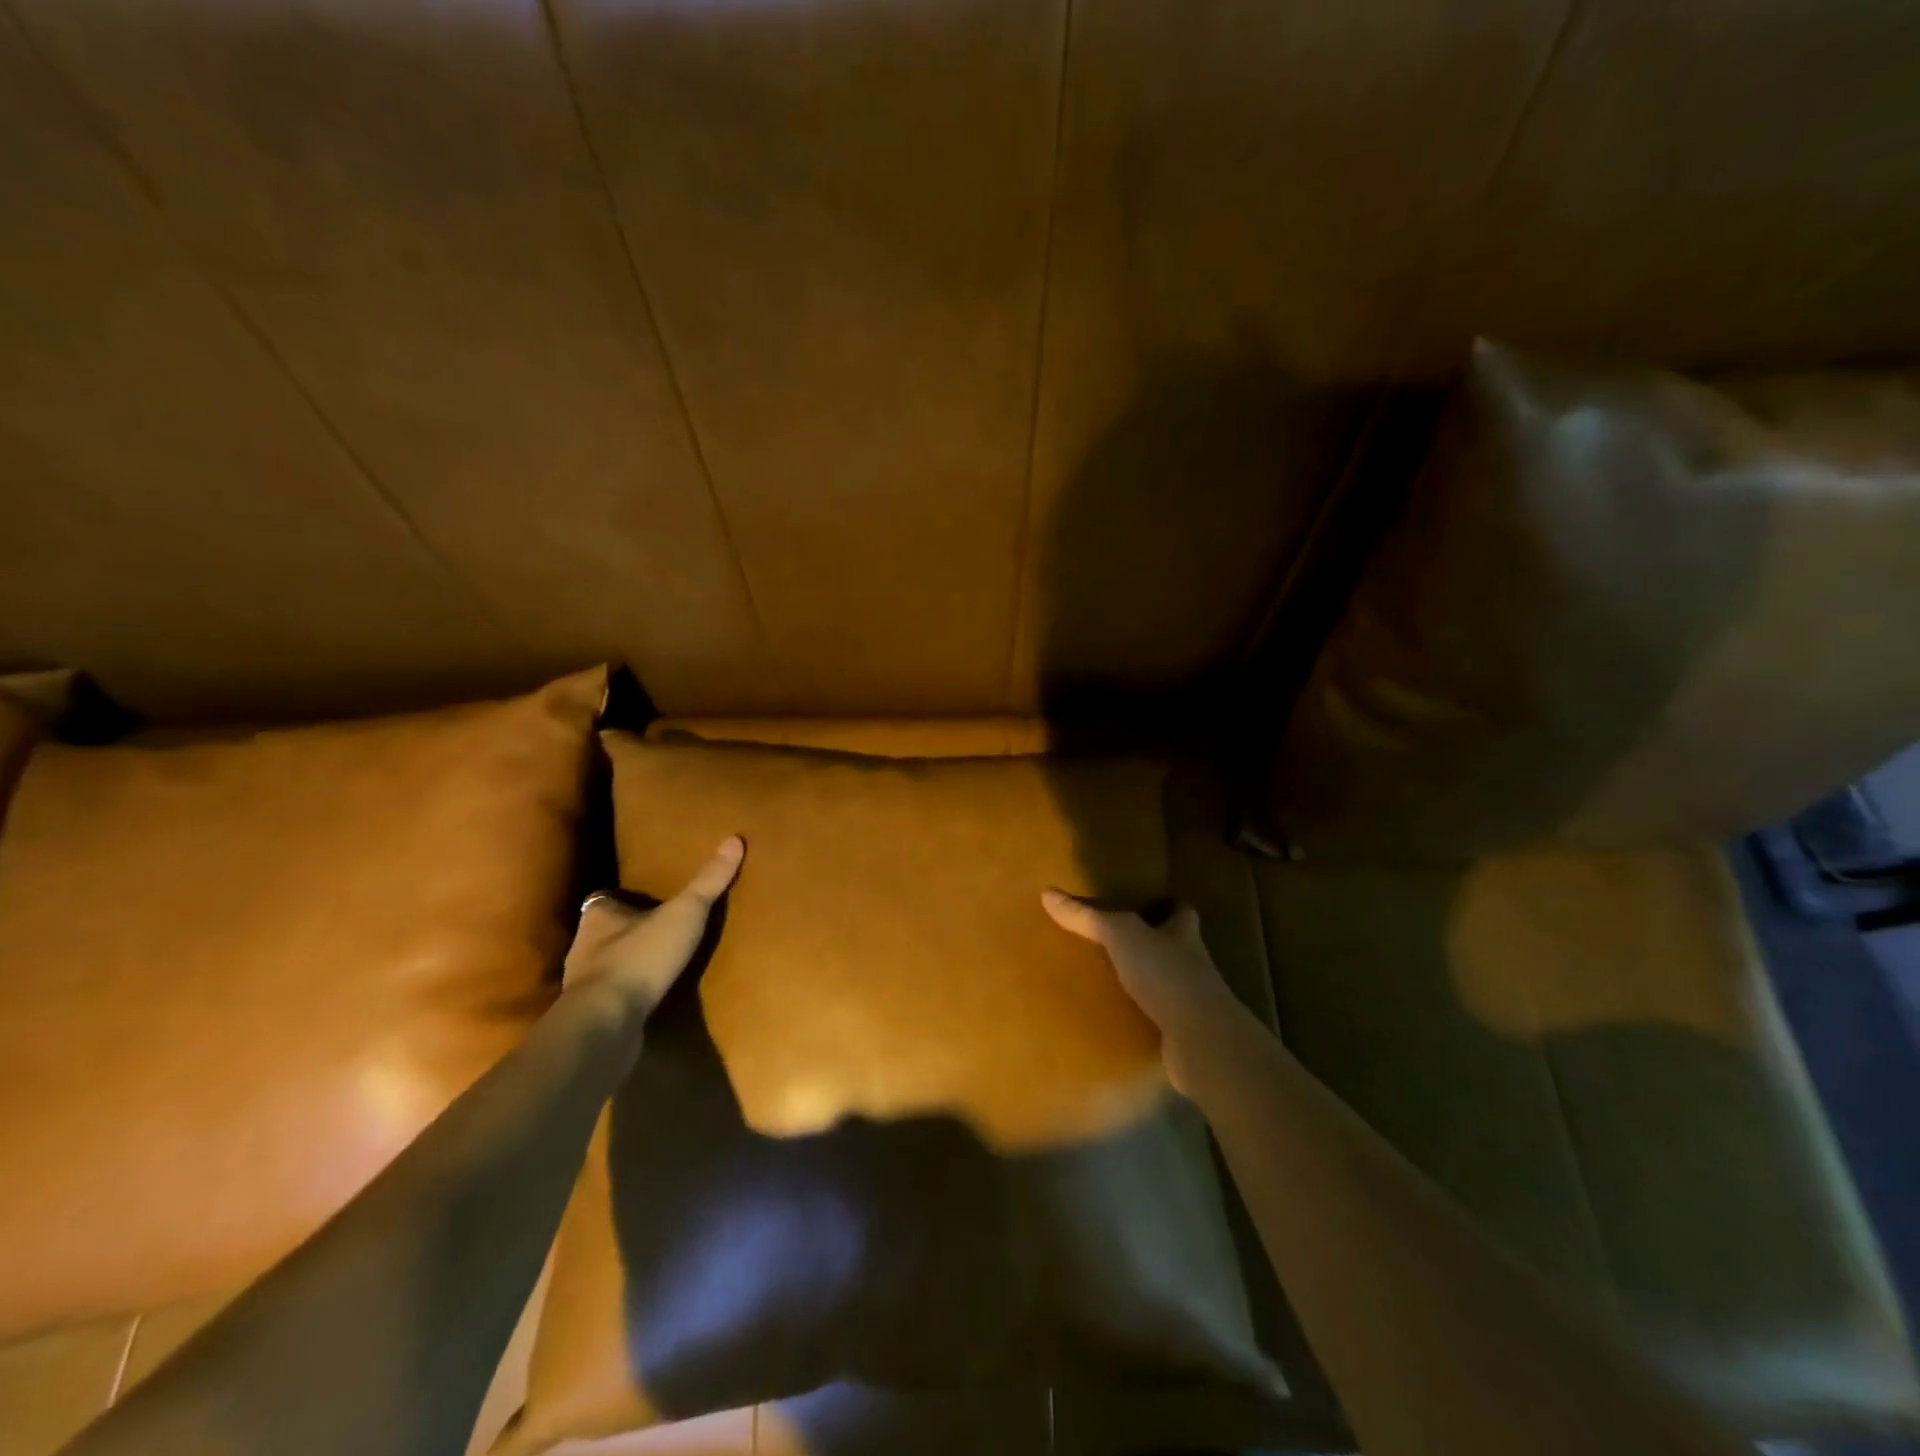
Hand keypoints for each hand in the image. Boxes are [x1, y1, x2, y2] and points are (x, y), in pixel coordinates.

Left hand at [564, 836, 744, 1015]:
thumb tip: (734, 839)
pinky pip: (611, 998)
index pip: (606, 899)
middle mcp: (582, 946)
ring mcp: (583, 984)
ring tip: (659, 966)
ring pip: (605, 966)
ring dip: (627, 965)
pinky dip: (627, 996)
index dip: (626, 899)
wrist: (606, 1023)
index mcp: (598, 916)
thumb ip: (708, 881)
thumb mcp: (684, 914)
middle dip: (627, 932)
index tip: (648, 900)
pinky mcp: (592, 1015)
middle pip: (605, 932)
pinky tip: (649, 999)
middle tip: (659, 931)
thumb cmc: (641, 958)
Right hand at [1041, 890, 1248, 1094]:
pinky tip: (1118, 1018)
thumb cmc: (1166, 973)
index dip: (1166, 905)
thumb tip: (1048, 893)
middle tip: (1117, 941)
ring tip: (1110, 979)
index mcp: (1182, 932)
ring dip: (1146, 980)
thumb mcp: (1121, 935)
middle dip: (1152, 942)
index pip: (1180, 910)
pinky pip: (1160, 1016)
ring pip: (1167, 981)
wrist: (1202, 1039)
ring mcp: (1192, 999)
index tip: (1144, 902)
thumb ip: (1087, 916)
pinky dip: (1143, 1015)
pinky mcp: (1185, 1031)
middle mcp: (1193, 962)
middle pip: (1174, 944)